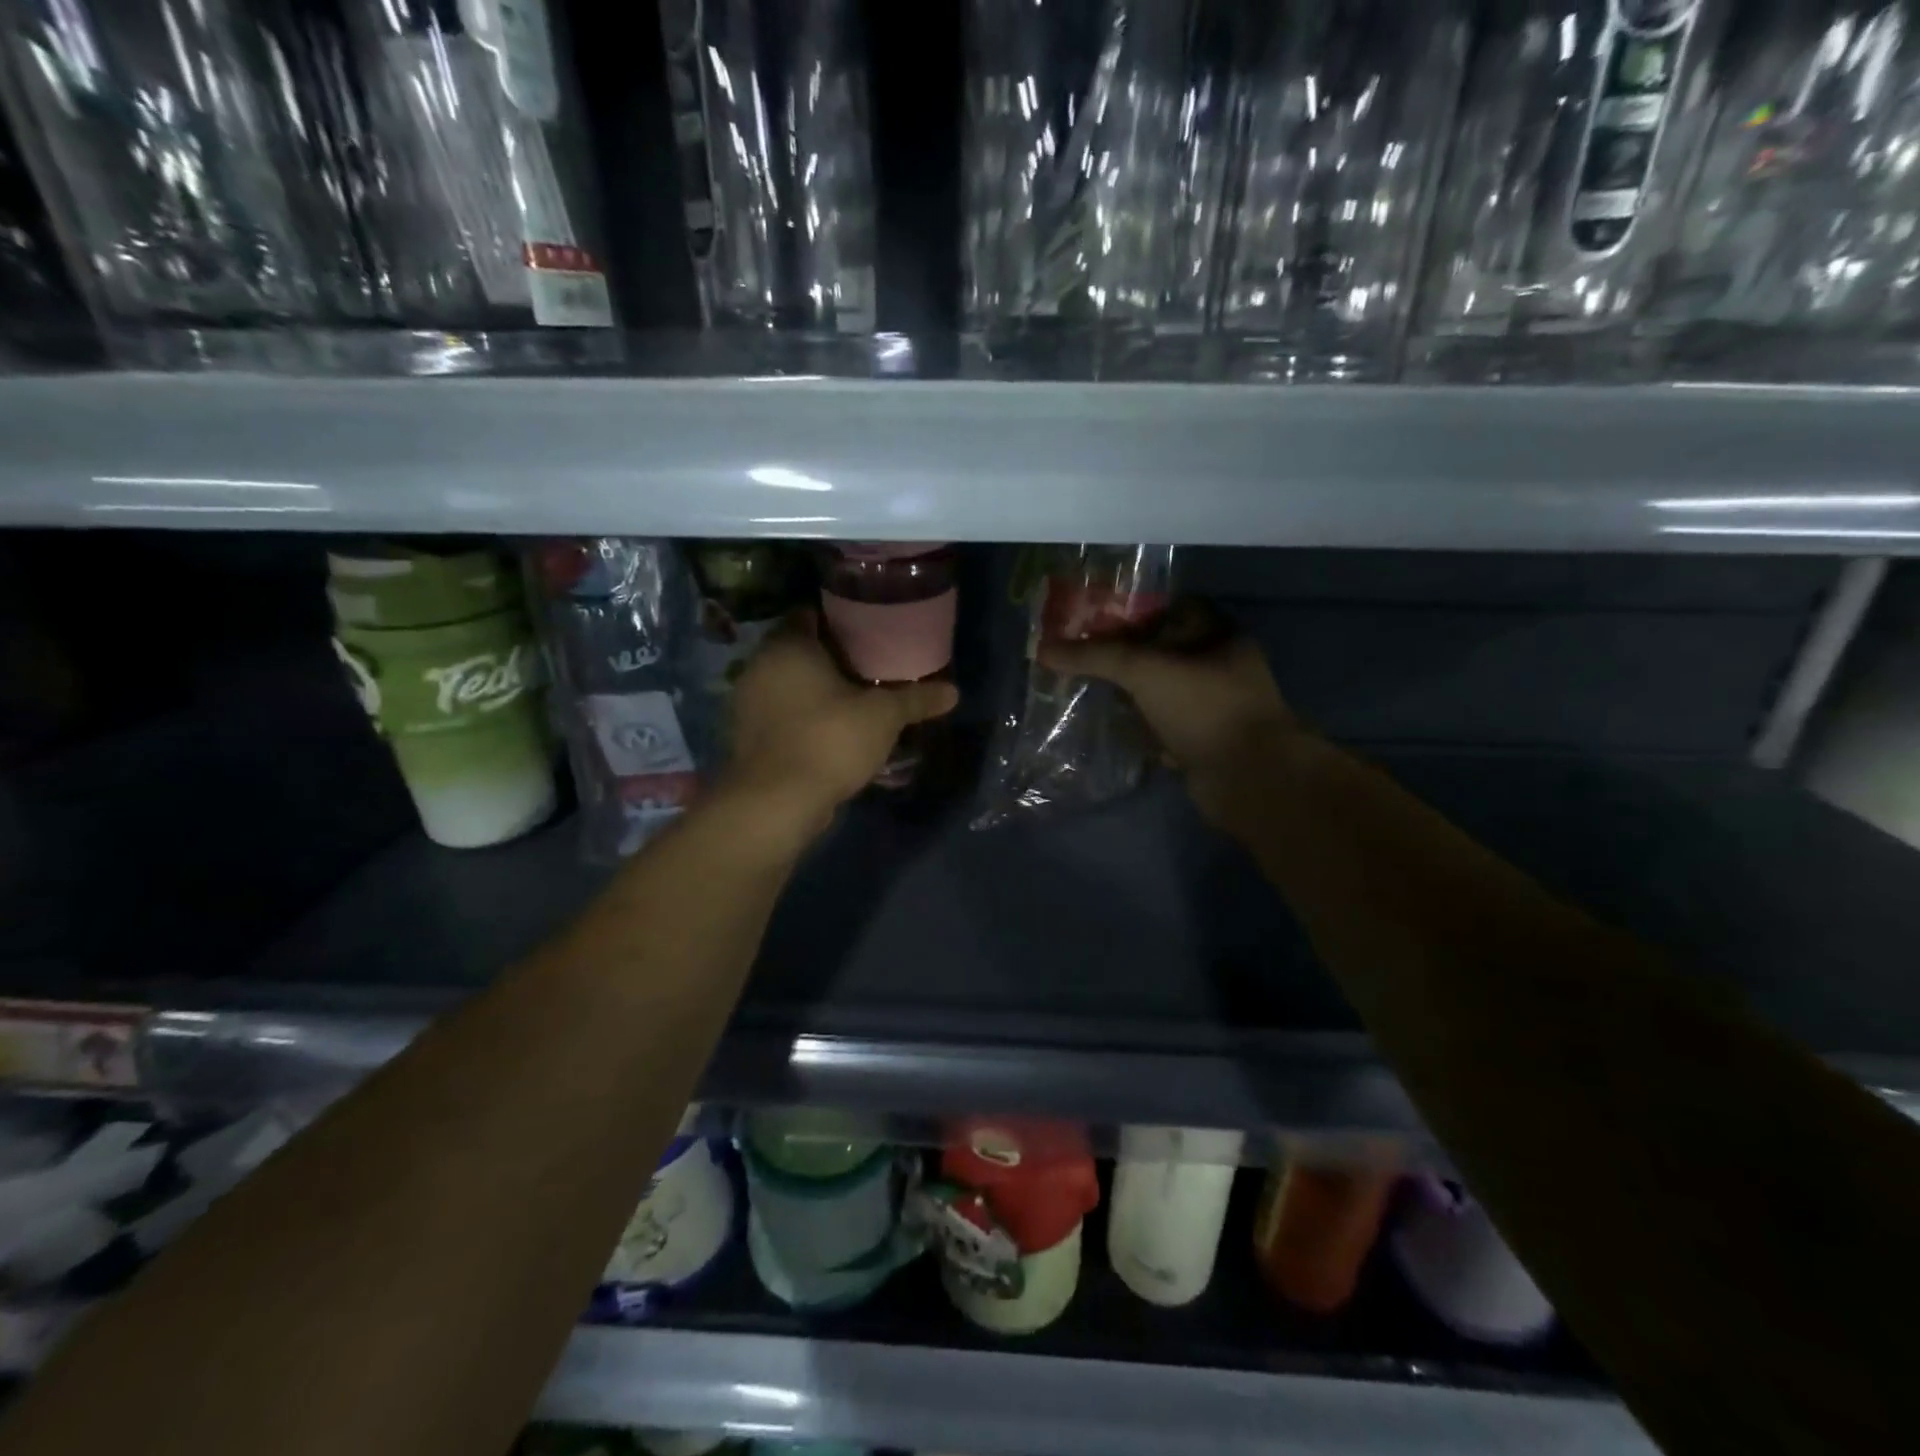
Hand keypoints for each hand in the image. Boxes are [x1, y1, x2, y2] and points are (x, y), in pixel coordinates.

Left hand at [724, 609, 957, 833]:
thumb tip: (953, 692)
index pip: (810, 615)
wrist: (776, 802)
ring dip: (814, 691)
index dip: (840, 622)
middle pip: (798, 651)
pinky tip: (829, 733)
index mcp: (788, 645)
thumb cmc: (830, 739)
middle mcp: (759, 666)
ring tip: (853, 702)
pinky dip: (801, 718)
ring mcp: (747, 703)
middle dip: (831, 659)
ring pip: (787, 685)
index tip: (868, 634)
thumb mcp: (883, 716)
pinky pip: (780, 715)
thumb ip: (916, 699)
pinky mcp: (746, 737)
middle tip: (869, 669)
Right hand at [1039, 601, 1295, 827]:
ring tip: (1085, 688)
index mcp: (1219, 637)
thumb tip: (1044, 649)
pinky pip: (1162, 727)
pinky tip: (1108, 726)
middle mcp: (1219, 668)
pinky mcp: (1200, 742)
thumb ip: (1096, 657)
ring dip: (1129, 693)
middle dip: (1124, 655)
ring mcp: (1211, 708)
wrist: (1247, 778)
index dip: (1135, 610)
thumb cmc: (1204, 708)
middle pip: (1163, 652)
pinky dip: (1139, 727)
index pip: (1173, 609)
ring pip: (1161, 692)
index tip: (1095, 618)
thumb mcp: (1146, 670)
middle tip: (1081, 655)